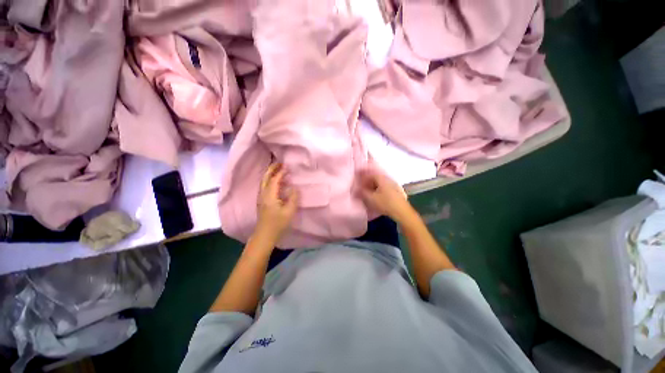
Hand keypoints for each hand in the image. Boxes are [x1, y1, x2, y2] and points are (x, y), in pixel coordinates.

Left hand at [255, 163, 298, 242]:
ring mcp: (261, 197)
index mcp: (270, 195)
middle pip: (266, 178)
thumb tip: (294, 188)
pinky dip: (270, 180)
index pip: (275, 180)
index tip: (287, 166)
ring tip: (278, 169)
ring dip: (270, 173)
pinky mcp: (262, 201)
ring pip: (264, 181)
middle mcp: (263, 194)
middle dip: (272, 169)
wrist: (264, 235)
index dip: (281, 172)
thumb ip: (293, 198)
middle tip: (279, 163)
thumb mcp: (289, 211)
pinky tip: (276, 182)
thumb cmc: (278, 224)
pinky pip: (265, 186)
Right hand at [358, 169, 414, 223]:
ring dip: (373, 186)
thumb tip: (355, 190)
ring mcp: (393, 185)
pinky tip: (376, 196)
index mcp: (382, 178)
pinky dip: (378, 189)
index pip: (371, 173)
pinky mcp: (396, 192)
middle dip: (368, 181)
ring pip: (380, 183)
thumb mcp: (371, 198)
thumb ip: (362, 193)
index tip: (358, 180)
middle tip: (362, 186)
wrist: (402, 212)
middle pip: (376, 177)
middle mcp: (388, 179)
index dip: (363, 176)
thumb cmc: (385, 203)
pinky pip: (384, 187)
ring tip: (368, 192)